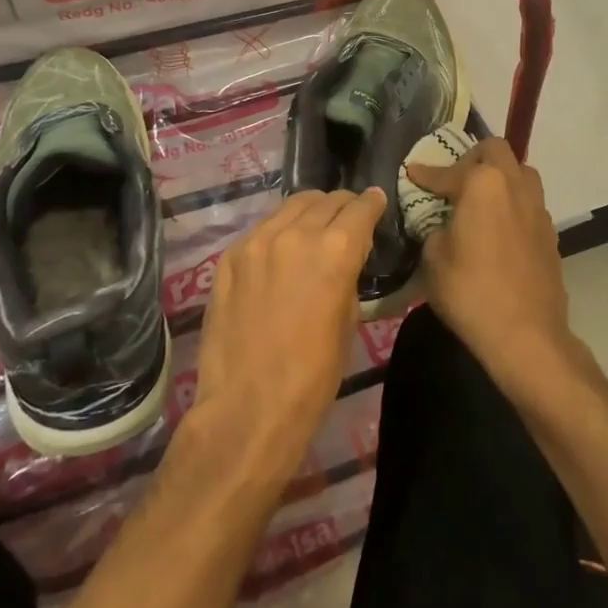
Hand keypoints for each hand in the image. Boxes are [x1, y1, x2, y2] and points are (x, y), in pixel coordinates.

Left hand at [191, 189, 383, 486]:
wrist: (247, 407)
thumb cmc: (312, 375)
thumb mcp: (348, 321)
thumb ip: (348, 275)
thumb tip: (346, 257)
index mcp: (335, 250)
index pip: (361, 207)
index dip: (373, 203)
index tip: (376, 202)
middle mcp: (296, 233)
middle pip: (326, 200)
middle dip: (342, 206)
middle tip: (348, 219)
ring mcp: (257, 241)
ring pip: (291, 206)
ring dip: (310, 212)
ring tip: (314, 227)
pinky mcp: (230, 256)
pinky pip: (262, 229)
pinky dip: (279, 232)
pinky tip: (280, 252)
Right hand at [404, 139, 573, 393]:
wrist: (525, 335)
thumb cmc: (471, 292)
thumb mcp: (434, 259)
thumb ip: (435, 229)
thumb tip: (444, 225)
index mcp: (483, 184)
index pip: (447, 171)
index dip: (426, 174)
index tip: (413, 173)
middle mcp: (514, 185)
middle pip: (495, 151)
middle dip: (472, 158)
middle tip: (454, 180)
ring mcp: (537, 207)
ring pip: (520, 172)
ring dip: (500, 176)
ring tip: (481, 199)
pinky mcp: (550, 232)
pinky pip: (529, 202)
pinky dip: (513, 204)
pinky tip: (499, 227)